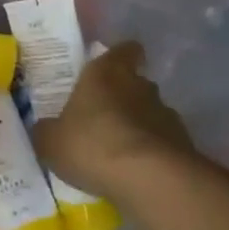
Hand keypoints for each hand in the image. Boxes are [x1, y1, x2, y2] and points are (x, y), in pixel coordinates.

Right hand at [33, 41, 195, 198]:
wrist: (149, 179)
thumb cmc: (92, 145)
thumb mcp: (50, 141)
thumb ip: (46, 130)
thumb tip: (45, 128)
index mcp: (106, 73)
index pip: (124, 50)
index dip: (118, 57)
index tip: (108, 70)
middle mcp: (140, 85)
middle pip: (134, 83)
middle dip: (120, 98)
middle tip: (99, 119)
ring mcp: (166, 114)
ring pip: (149, 114)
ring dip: (136, 127)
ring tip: (116, 152)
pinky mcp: (183, 144)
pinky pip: (161, 143)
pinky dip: (149, 153)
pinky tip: (132, 172)